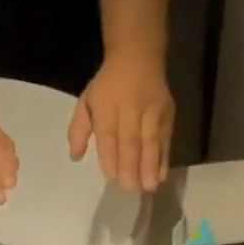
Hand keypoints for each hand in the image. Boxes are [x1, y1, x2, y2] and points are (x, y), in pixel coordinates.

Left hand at [68, 50, 173, 192]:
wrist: (138, 55)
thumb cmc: (108, 84)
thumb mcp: (86, 101)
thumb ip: (78, 130)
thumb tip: (75, 157)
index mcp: (106, 105)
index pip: (108, 135)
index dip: (110, 158)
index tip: (112, 178)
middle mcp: (130, 107)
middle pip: (131, 141)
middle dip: (131, 167)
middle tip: (130, 189)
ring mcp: (151, 110)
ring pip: (151, 141)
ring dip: (149, 167)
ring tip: (148, 187)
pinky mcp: (168, 113)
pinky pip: (165, 139)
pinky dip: (164, 158)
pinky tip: (161, 175)